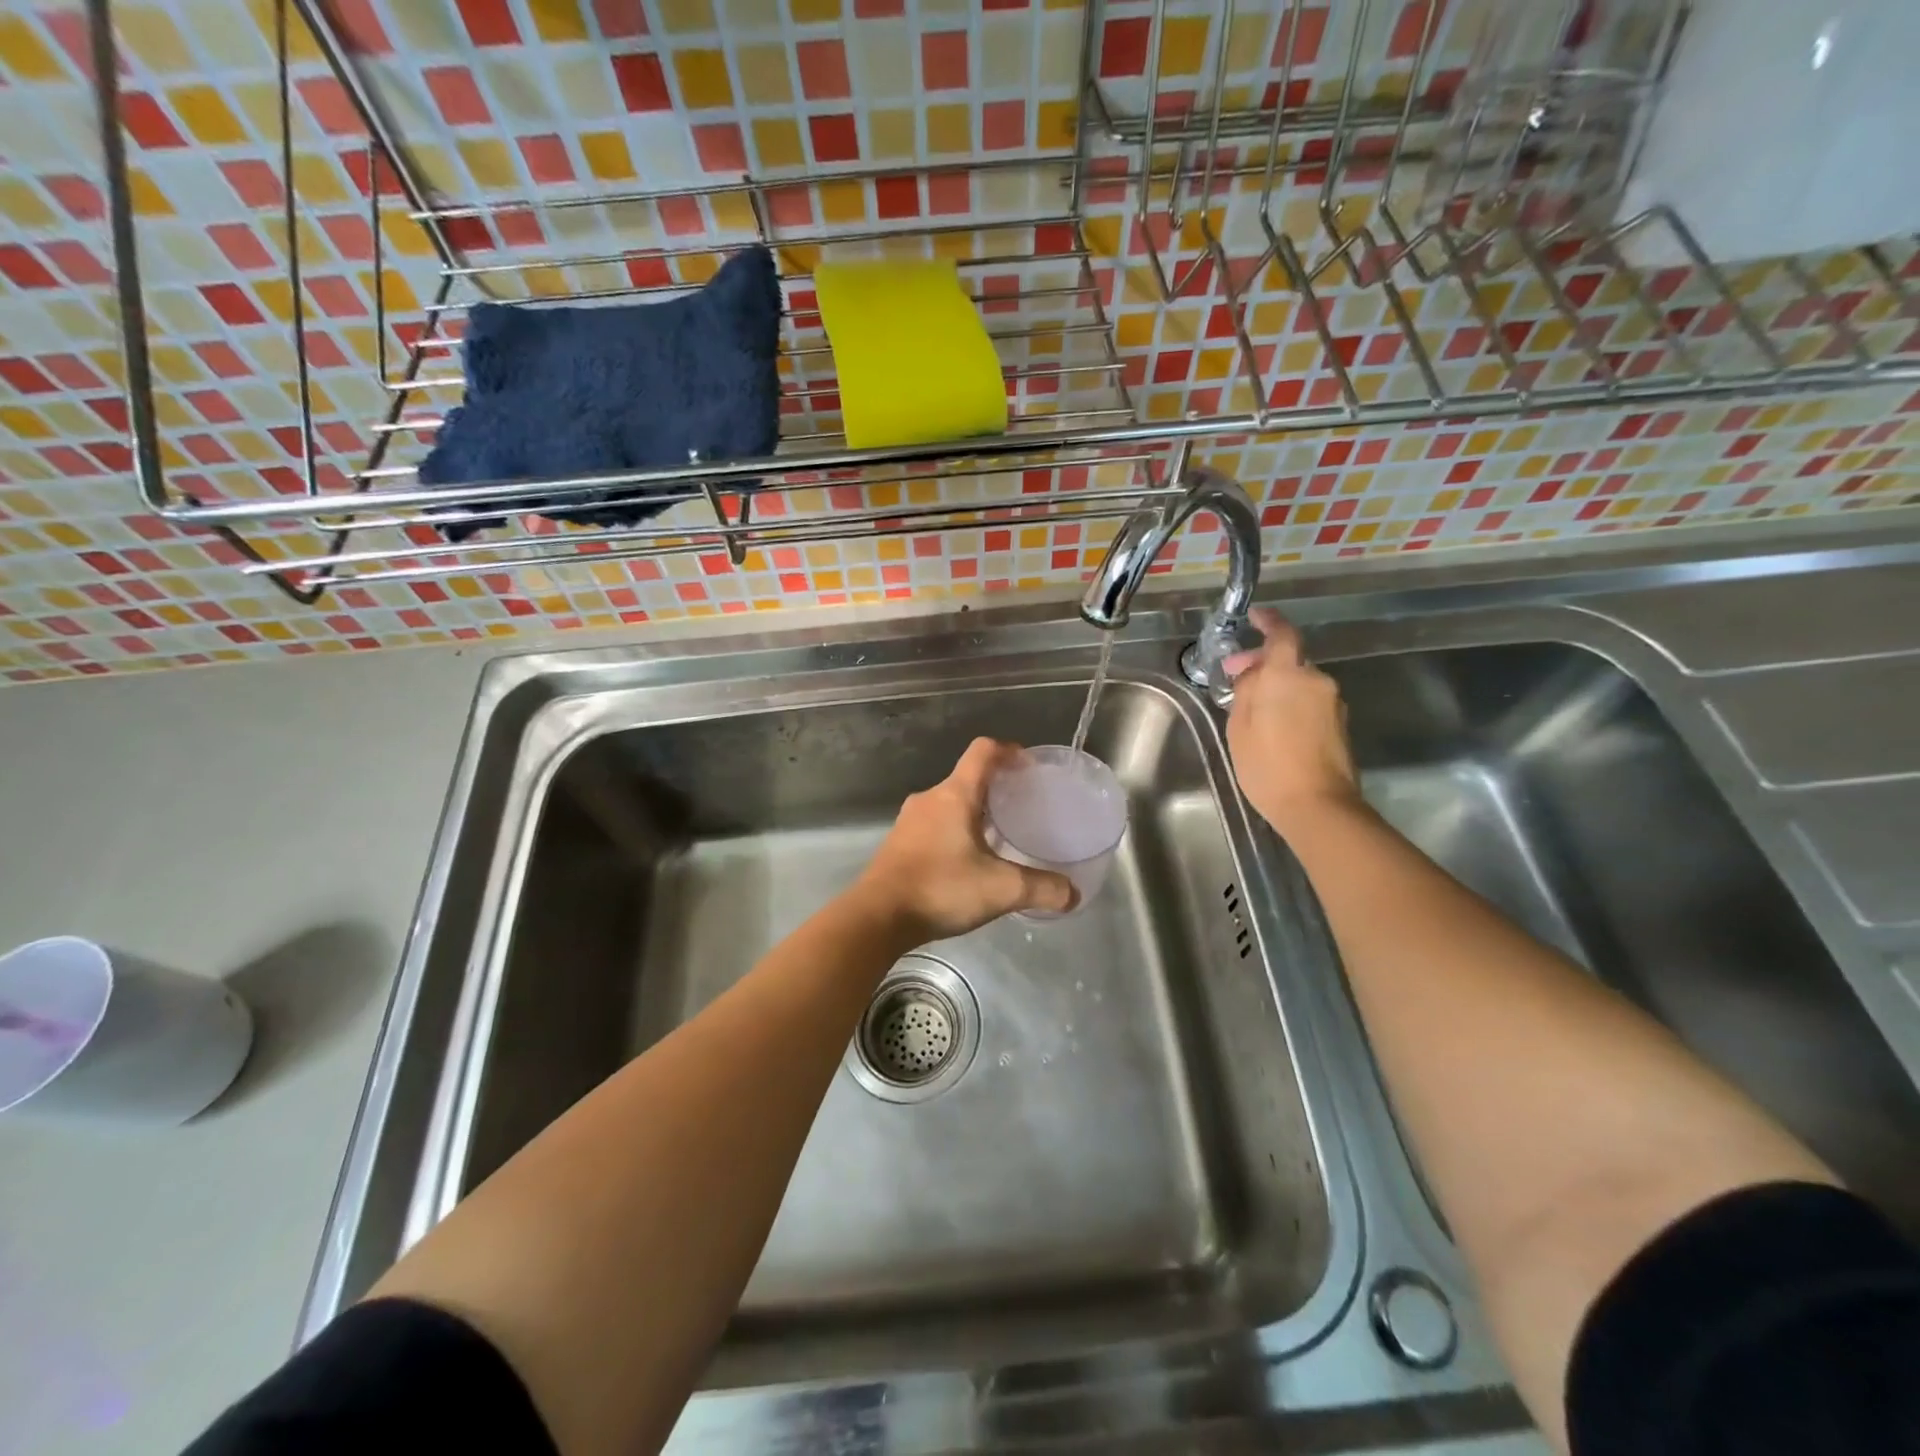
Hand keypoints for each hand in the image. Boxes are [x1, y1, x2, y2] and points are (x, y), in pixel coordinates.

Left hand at [852, 738, 1076, 943]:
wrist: (877, 917)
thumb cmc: (940, 889)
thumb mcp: (1000, 889)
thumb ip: (1041, 889)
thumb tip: (1073, 895)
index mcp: (955, 795)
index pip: (983, 751)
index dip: (1008, 751)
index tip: (1028, 766)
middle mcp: (930, 799)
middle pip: (967, 778)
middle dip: (996, 788)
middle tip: (1022, 808)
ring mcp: (909, 820)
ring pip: (949, 803)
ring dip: (974, 812)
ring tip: (998, 837)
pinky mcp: (898, 843)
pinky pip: (934, 824)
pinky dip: (955, 831)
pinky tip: (967, 861)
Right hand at [1222, 608, 1360, 828]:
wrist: (1318, 805)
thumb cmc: (1267, 765)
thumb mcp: (1240, 728)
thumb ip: (1246, 692)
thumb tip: (1252, 675)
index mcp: (1287, 676)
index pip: (1282, 634)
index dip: (1269, 622)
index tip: (1256, 617)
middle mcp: (1316, 681)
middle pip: (1289, 660)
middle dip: (1263, 664)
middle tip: (1236, 677)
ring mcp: (1333, 703)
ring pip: (1300, 682)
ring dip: (1278, 686)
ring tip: (1253, 708)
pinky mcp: (1340, 724)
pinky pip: (1311, 701)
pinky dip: (1292, 704)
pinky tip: (1275, 726)